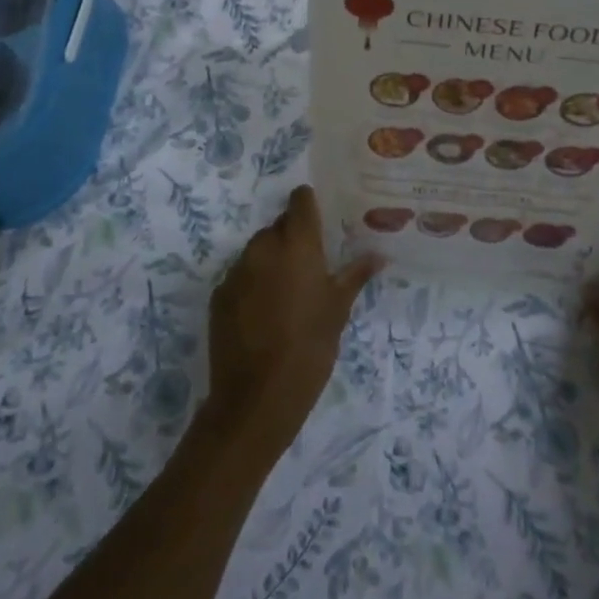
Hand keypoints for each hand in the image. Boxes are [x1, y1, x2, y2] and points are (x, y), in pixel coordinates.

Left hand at [205, 186, 381, 457]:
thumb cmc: (310, 346)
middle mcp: (263, 247)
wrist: (257, 397)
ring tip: (287, 294)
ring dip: (271, 262)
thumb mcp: (339, 310)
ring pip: (258, 252)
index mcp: (297, 244)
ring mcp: (237, 271)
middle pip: (278, 226)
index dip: (309, 203)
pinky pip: (240, 277)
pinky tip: (263, 314)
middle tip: (310, 267)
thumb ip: (355, 275)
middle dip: (292, 239)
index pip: (300, 200)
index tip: (319, 217)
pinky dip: (252, 285)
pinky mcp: (219, 295)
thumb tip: (379, 254)